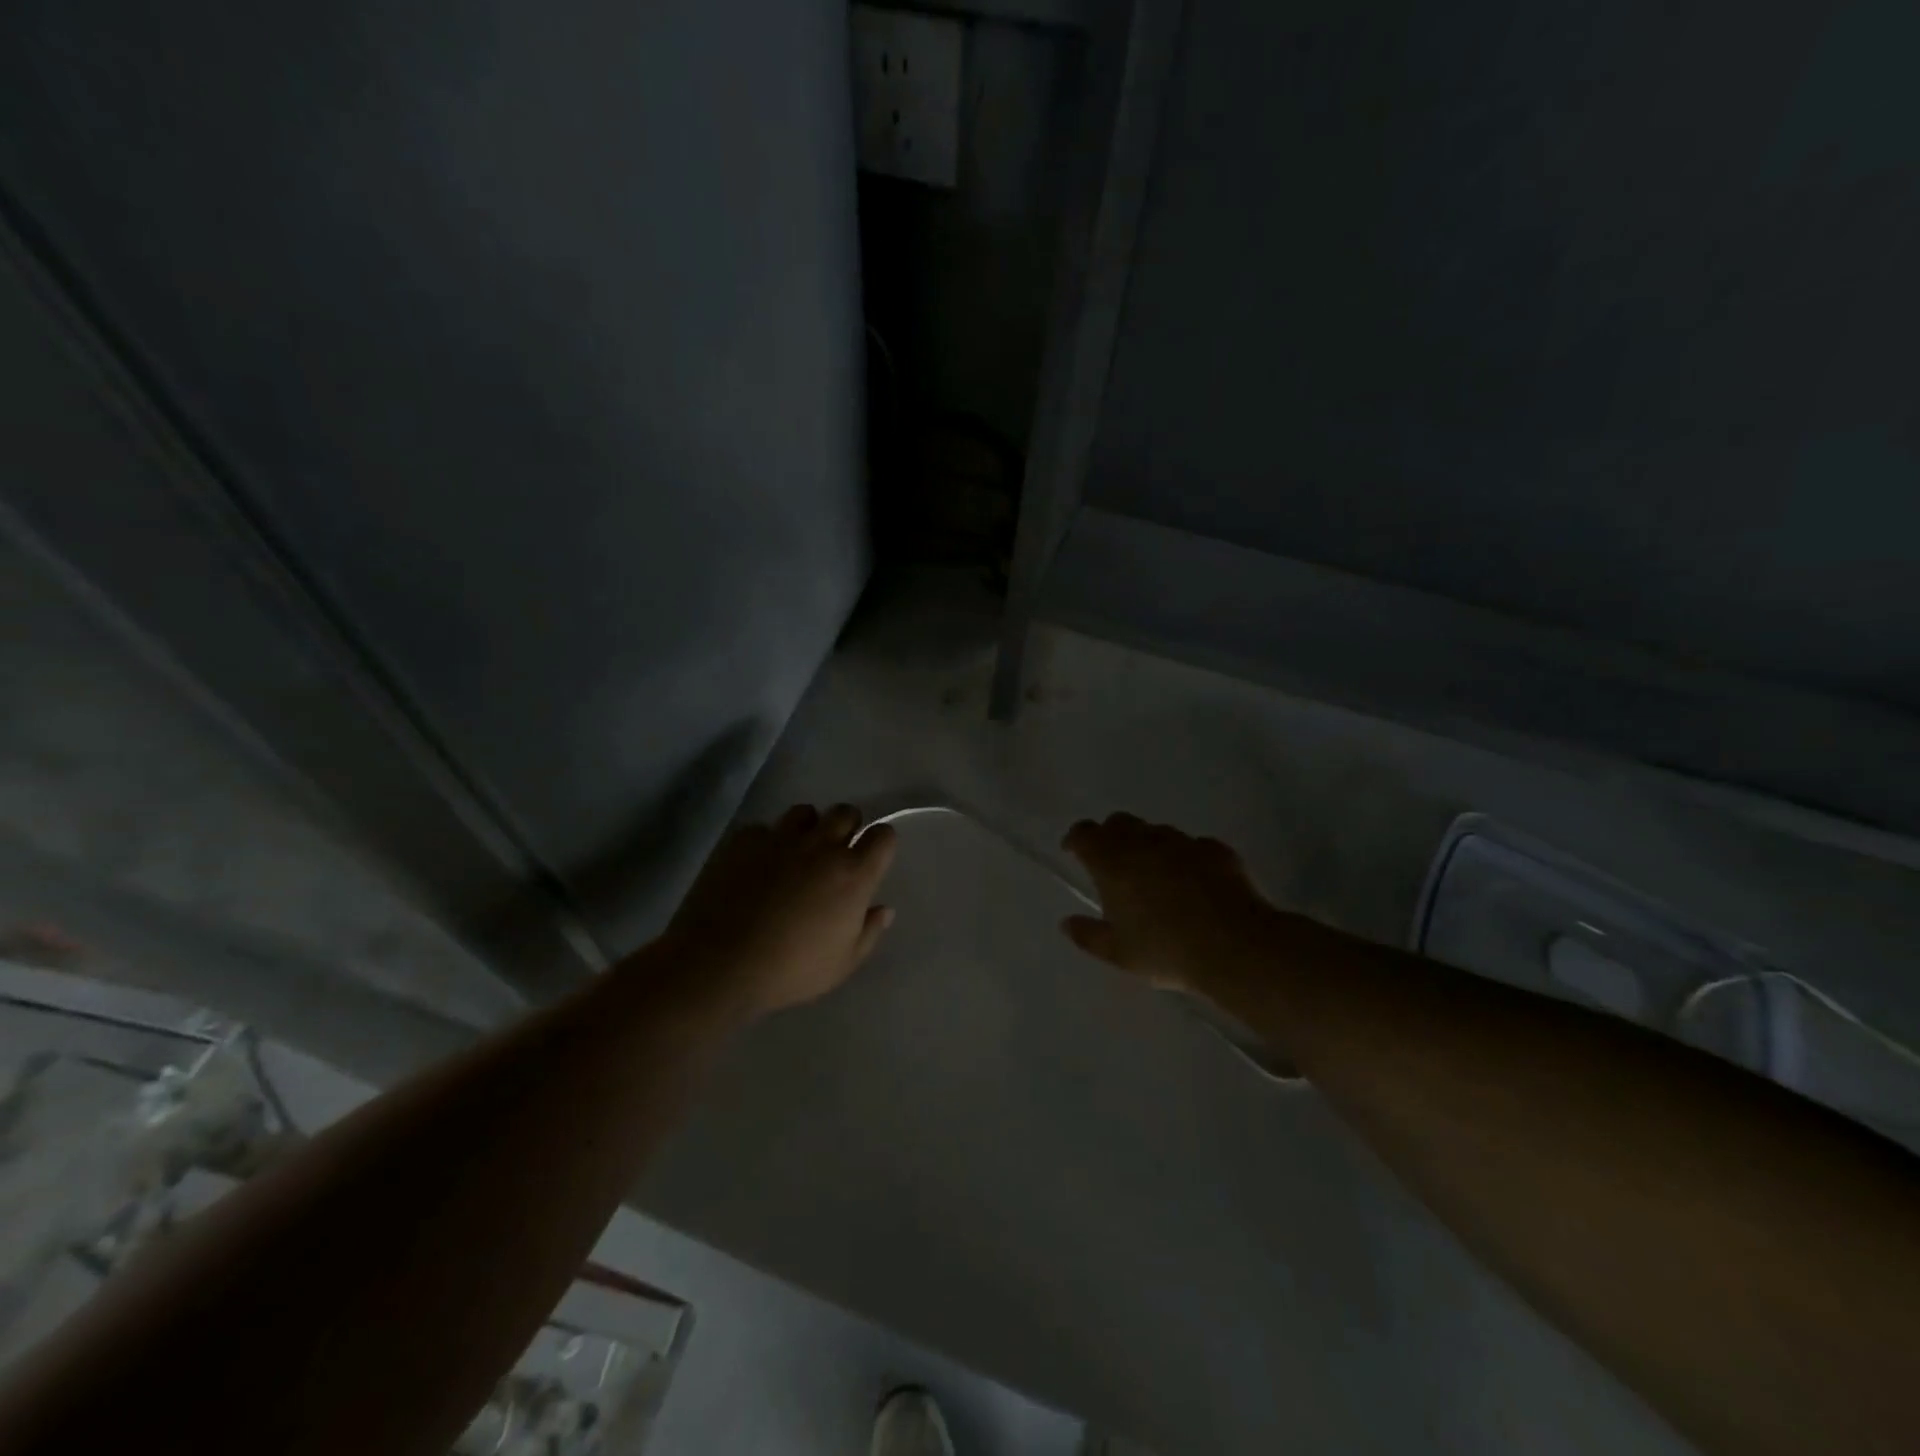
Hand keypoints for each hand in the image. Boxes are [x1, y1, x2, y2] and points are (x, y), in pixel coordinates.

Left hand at [667, 804, 897, 1016]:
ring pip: (805, 812)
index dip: (881, 842)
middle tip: (836, 851)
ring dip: (808, 827)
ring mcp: (781, 838)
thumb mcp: (842, 965)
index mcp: (852, 874)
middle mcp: (821, 846)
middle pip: (845, 812)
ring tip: (797, 851)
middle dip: (846, 826)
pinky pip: (764, 828)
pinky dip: (766, 842)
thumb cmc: (790, 970)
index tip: (872, 856)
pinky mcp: (745, 839)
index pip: (882, 836)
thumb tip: (883, 910)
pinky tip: (757, 865)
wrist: (719, 963)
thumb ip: (868, 933)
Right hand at [1060, 814, 1274, 993]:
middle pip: (1119, 822)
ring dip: (1148, 844)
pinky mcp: (1215, 850)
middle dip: (1110, 835)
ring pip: (1156, 830)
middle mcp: (1144, 842)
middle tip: (1111, 861)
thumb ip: (1088, 936)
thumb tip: (1066, 923)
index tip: (1072, 851)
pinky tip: (1193, 880)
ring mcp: (1183, 842)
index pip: (1084, 833)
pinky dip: (1185, 857)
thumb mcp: (1119, 954)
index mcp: (1112, 863)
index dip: (1076, 839)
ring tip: (1154, 874)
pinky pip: (1193, 845)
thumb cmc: (1166, 951)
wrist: (1234, 946)